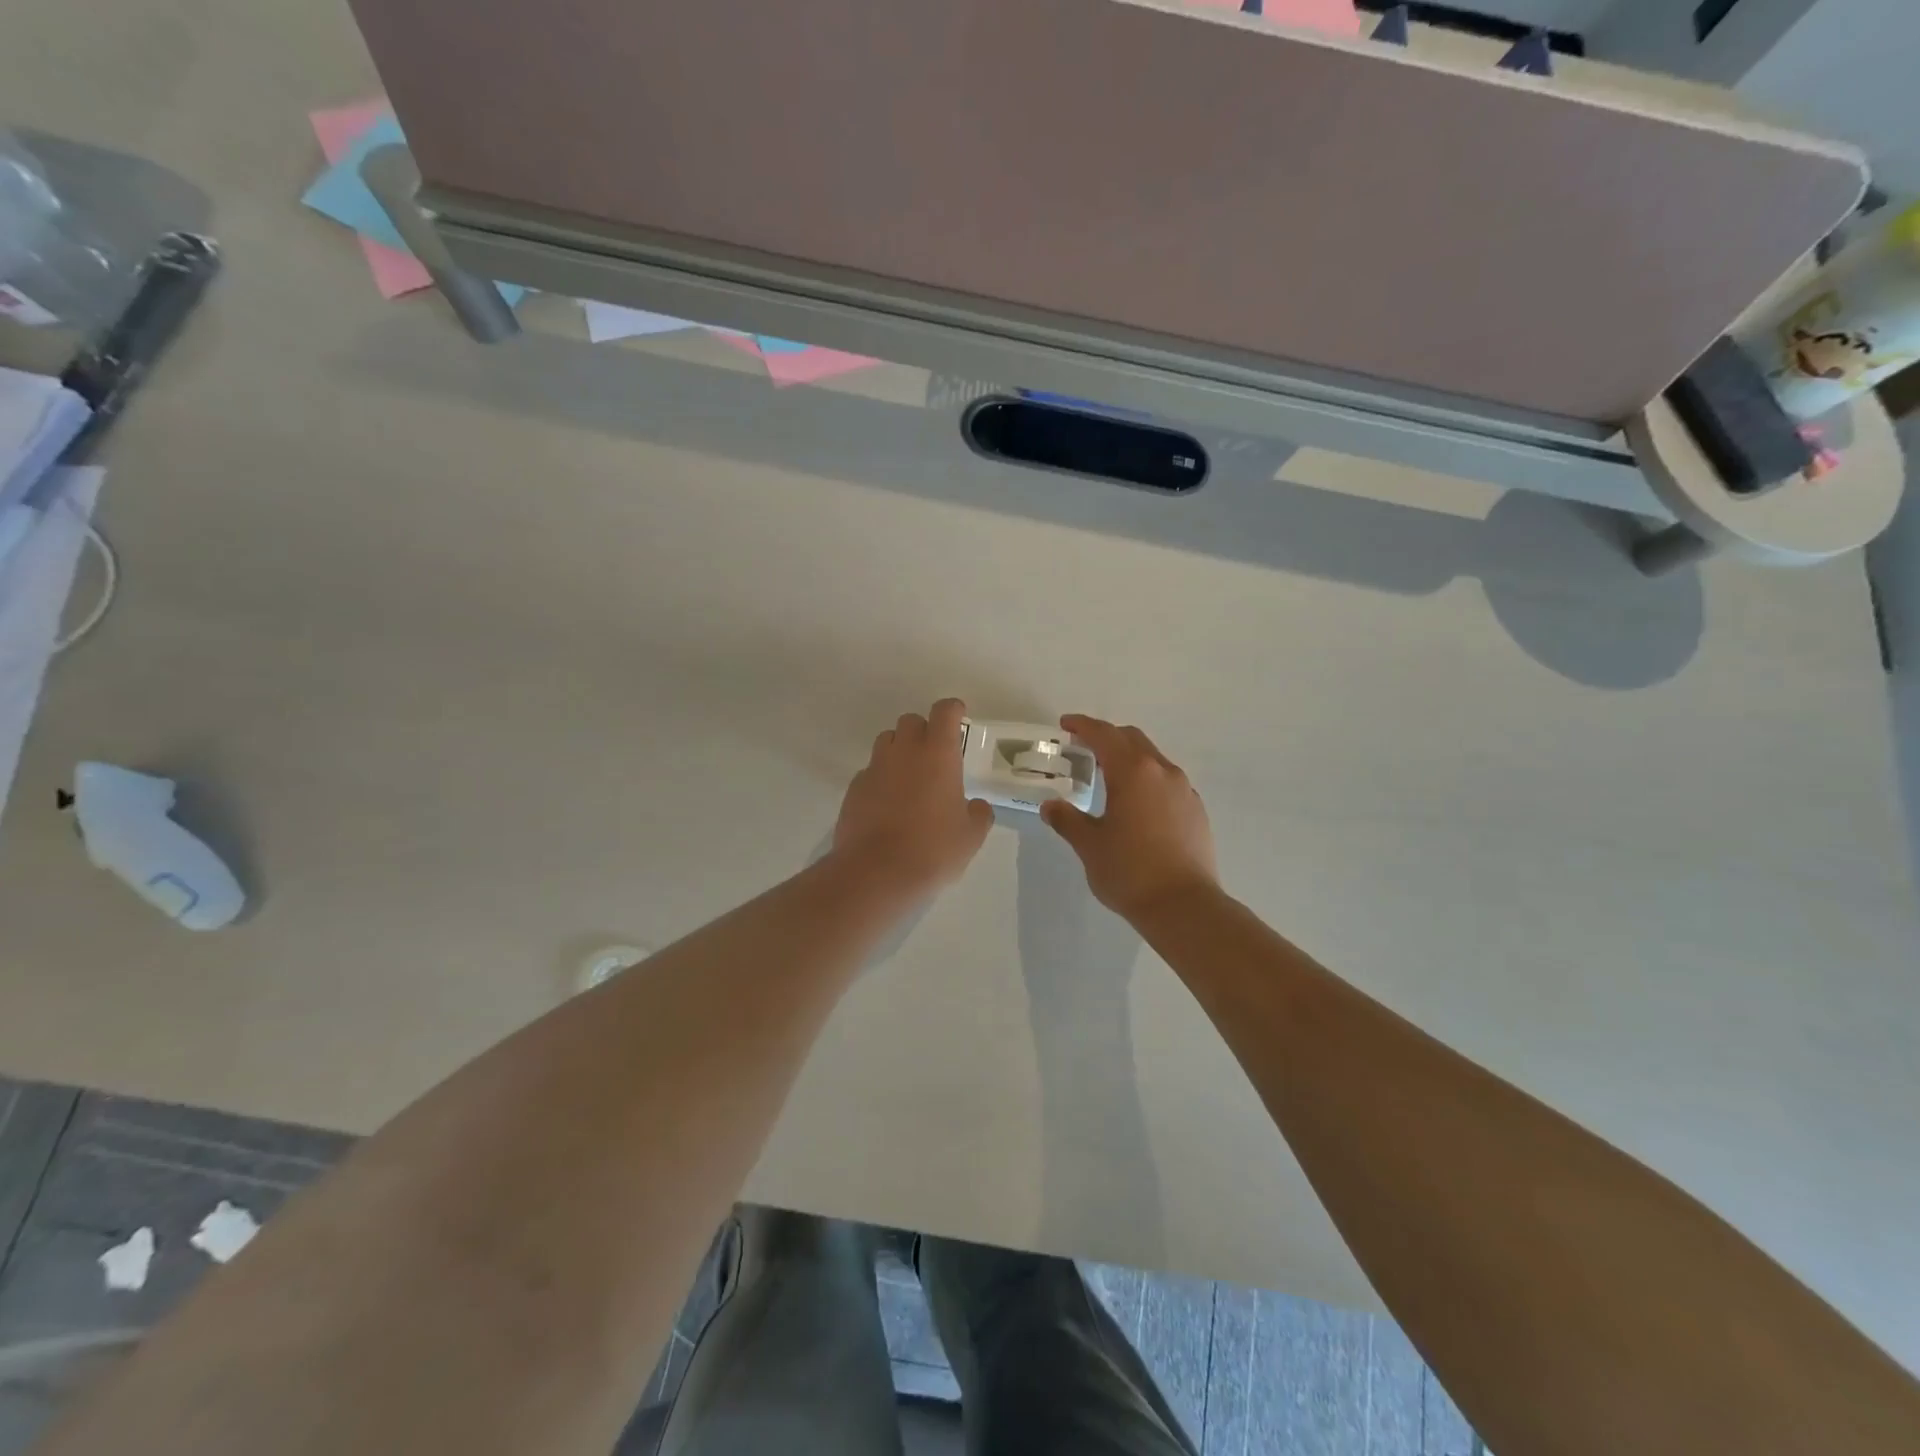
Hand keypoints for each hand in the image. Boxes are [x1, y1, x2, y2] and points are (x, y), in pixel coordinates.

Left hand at [833, 698, 993, 898]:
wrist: (876, 873)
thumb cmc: (933, 850)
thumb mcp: (970, 836)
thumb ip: (978, 814)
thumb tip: (976, 806)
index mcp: (938, 755)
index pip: (944, 712)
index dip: (952, 710)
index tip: (958, 717)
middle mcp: (904, 752)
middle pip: (911, 720)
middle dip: (924, 730)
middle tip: (935, 756)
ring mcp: (875, 768)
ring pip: (887, 741)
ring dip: (900, 750)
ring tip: (910, 778)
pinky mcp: (854, 789)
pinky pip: (871, 771)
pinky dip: (881, 778)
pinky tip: (888, 804)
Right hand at [1041, 715, 1217, 919]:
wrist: (1184, 906)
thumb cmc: (1130, 871)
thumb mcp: (1089, 845)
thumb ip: (1067, 820)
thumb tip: (1051, 806)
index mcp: (1133, 772)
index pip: (1104, 735)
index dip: (1082, 726)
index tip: (1066, 725)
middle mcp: (1162, 771)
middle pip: (1132, 739)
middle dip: (1106, 737)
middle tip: (1083, 749)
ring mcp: (1184, 790)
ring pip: (1153, 759)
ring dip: (1129, 758)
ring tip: (1108, 778)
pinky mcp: (1196, 810)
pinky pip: (1167, 781)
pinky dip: (1147, 780)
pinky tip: (1136, 805)